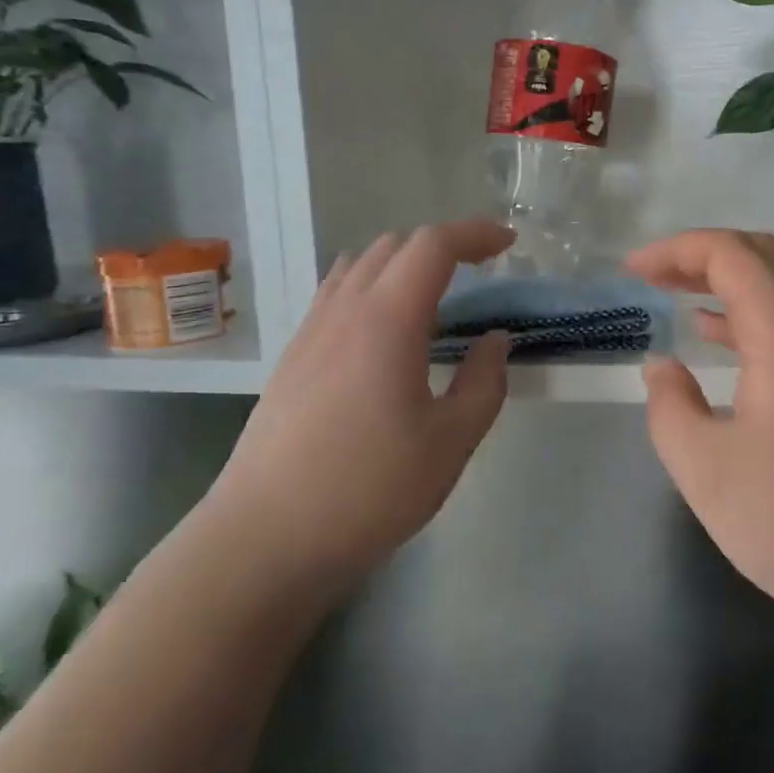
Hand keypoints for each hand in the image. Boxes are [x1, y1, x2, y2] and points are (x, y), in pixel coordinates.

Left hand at [209, 221, 514, 593]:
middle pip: (394, 246)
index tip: (508, 244)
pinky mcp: (292, 358)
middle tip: (479, 275)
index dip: (475, 234)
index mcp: (387, 319)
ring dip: (403, 265)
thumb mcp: (451, 442)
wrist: (265, 538)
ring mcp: (310, 331)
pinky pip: (336, 295)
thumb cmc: (369, 489)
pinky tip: (385, 335)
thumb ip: (484, 382)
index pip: (433, 246)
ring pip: (359, 266)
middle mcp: (344, 310)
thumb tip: (494, 341)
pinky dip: (372, 289)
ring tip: (434, 300)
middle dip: (442, 247)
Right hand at [627, 230, 773, 647]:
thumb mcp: (705, 468)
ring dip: (727, 281)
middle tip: (652, 275)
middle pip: (764, 256)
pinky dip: (748, 315)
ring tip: (674, 296)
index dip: (677, 250)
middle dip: (701, 254)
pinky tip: (716, 339)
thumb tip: (663, 367)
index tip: (632, 272)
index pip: (732, 255)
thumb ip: (670, 406)